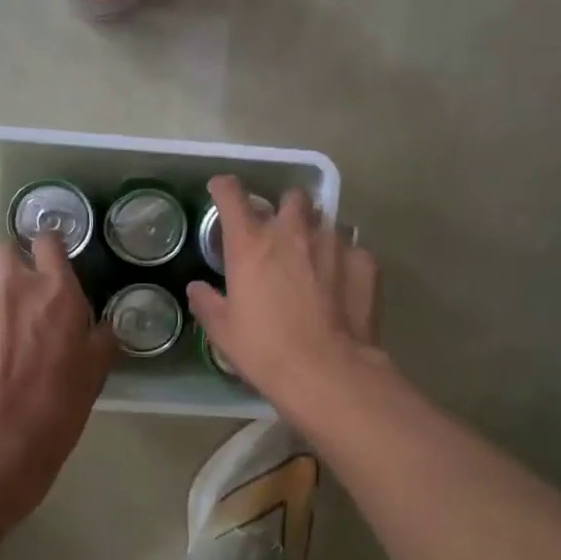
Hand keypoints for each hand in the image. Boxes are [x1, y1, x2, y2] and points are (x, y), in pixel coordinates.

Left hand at [0, 232, 116, 516]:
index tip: (51, 267)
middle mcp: (13, 289)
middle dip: (12, 264)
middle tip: (21, 301)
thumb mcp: (95, 372)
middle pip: (4, 251)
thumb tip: (100, 326)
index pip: (49, 242)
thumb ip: (99, 338)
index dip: (50, 250)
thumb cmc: (57, 407)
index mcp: (56, 293)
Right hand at [186, 176, 382, 419]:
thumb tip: (197, 288)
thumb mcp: (223, 331)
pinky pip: (352, 249)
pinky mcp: (363, 262)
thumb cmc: (265, 350)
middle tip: (281, 232)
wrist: (326, 371)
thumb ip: (207, 303)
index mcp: (251, 244)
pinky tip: (342, 282)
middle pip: (291, 198)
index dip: (225, 188)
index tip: (222, 189)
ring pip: (325, 220)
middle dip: (285, 208)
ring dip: (316, 233)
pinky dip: (345, 259)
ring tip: (314, 259)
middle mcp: (292, 233)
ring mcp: (332, 244)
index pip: (232, 196)